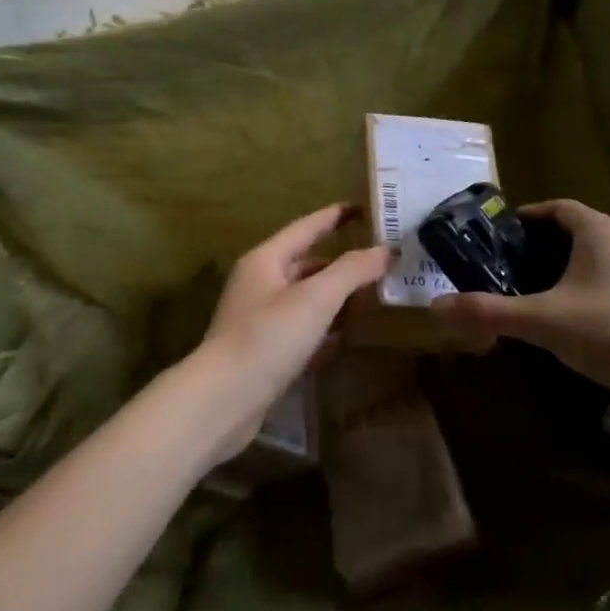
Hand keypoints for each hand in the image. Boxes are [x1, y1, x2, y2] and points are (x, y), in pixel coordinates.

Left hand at [181, 204, 389, 463]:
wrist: (223, 402)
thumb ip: (352, 271)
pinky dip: (326, 328)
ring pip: (306, 298)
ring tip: (374, 295)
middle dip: (343, 262)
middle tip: (381, 260)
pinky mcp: (265, 352)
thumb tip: (386, 250)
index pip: (307, 227)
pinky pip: (303, 329)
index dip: (336, 216)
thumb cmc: (268, 338)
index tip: (366, 208)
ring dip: (337, 296)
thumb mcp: (316, 298)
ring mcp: (260, 319)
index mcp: (266, 260)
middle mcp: (260, 284)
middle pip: (308, 263)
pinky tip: (349, 335)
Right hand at [429, 199, 609, 389]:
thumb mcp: (542, 320)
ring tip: (542, 295)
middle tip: (514, 269)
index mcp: (598, 230)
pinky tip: (580, 322)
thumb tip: (436, 306)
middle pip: (578, 232)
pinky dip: (594, 292)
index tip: (503, 235)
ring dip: (571, 270)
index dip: (529, 217)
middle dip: (545, 247)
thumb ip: (490, 312)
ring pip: (600, 259)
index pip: (558, 208)